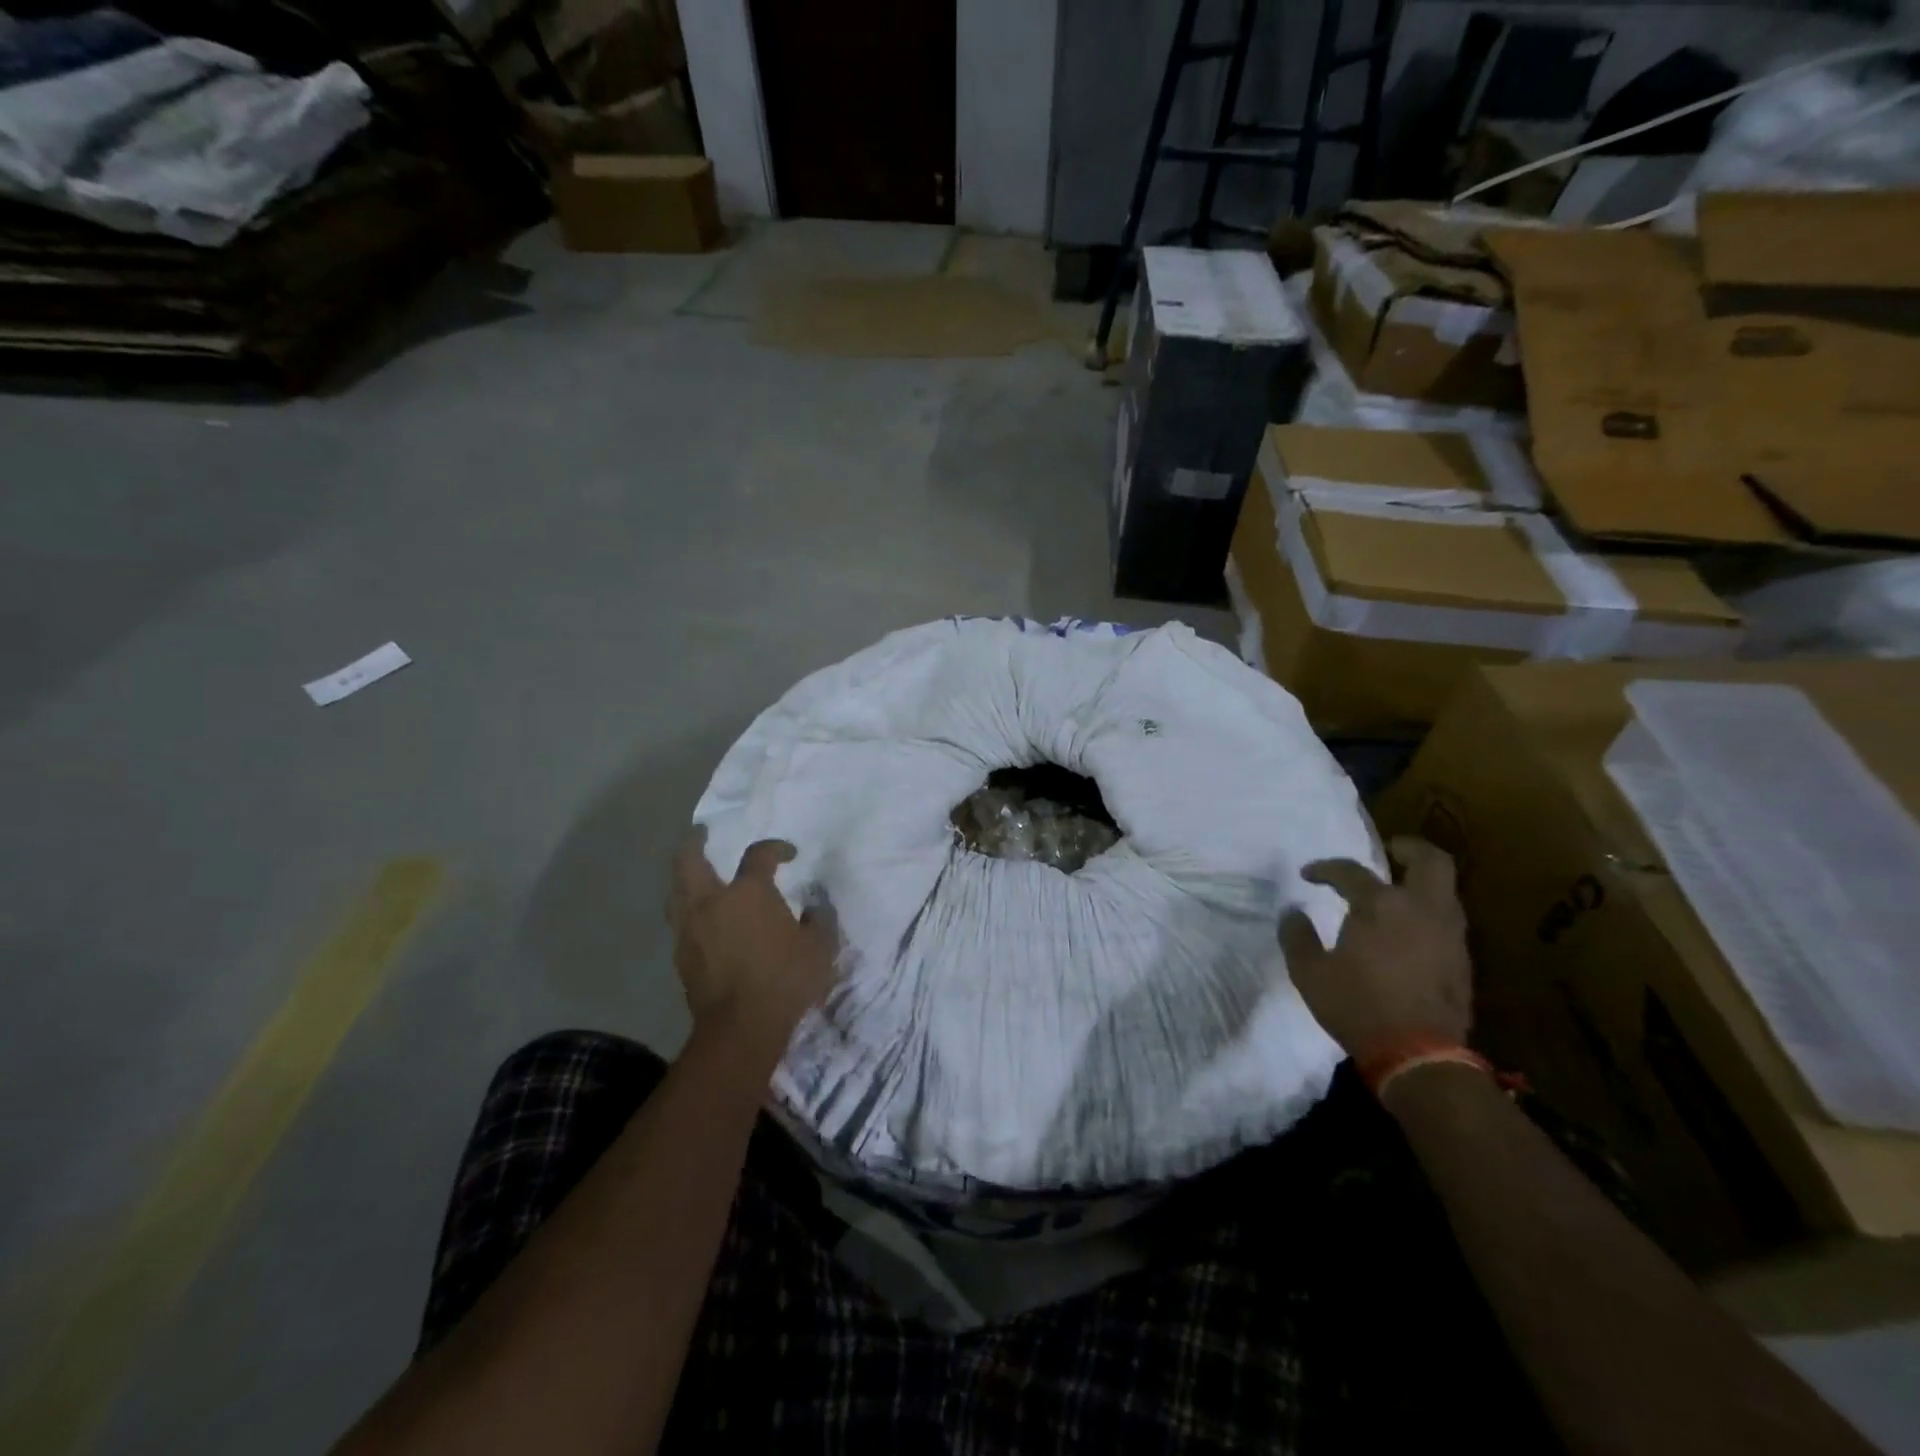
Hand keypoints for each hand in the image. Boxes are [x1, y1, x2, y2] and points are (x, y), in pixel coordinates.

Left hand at [667, 829, 837, 1058]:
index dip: (775, 848)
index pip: (758, 855)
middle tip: (701, 833)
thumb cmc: (785, 980)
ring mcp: (691, 929)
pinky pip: (680, 922)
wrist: (741, 1028)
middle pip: (689, 861)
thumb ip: (819, 920)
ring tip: (694, 875)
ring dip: (684, 878)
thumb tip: (816, 906)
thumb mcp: (819, 947)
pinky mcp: (681, 957)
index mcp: (748, 892)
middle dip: (694, 842)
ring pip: (676, 892)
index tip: (788, 854)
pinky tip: (701, 920)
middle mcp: (712, 902)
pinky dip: (688, 912)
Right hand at [1279, 836, 1471, 1058]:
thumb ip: (1297, 936)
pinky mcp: (1462, 960)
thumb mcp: (1309, 973)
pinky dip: (1429, 912)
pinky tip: (1410, 929)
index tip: (1309, 875)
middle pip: (1430, 861)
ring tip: (1396, 892)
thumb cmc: (1357, 1006)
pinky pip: (1447, 919)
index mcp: (1381, 905)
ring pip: (1445, 890)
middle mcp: (1421, 909)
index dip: (1325, 868)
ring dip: (1421, 882)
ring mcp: (1449, 934)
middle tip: (1389, 851)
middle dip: (1409, 848)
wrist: (1419, 1056)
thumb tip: (1292, 912)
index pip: (1350, 871)